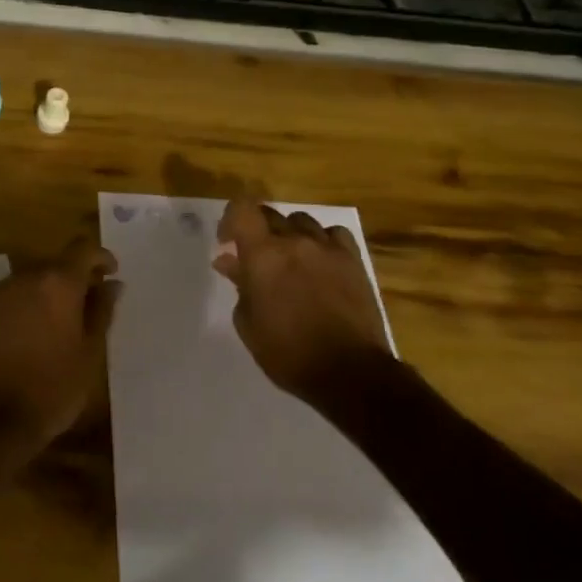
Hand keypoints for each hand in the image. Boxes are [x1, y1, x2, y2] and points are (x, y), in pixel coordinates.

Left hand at [0, 237, 119, 447]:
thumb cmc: (53, 388)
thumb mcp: (90, 353)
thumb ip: (101, 311)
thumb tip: (112, 284)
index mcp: (58, 283)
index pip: (82, 249)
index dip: (99, 257)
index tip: (110, 273)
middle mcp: (25, 277)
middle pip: (54, 266)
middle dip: (71, 280)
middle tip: (83, 309)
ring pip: (28, 282)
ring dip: (43, 295)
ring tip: (52, 328)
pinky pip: (6, 299)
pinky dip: (20, 309)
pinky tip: (24, 338)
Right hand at [214, 200, 389, 404]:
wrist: (350, 372)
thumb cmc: (288, 352)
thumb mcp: (249, 323)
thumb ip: (239, 285)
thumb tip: (229, 261)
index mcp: (263, 254)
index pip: (242, 209)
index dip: (231, 219)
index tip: (228, 243)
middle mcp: (294, 241)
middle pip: (270, 214)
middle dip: (257, 230)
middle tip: (256, 258)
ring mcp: (327, 248)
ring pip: (301, 220)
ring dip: (290, 234)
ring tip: (290, 260)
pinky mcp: (353, 260)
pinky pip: (334, 234)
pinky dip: (323, 241)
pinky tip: (321, 261)